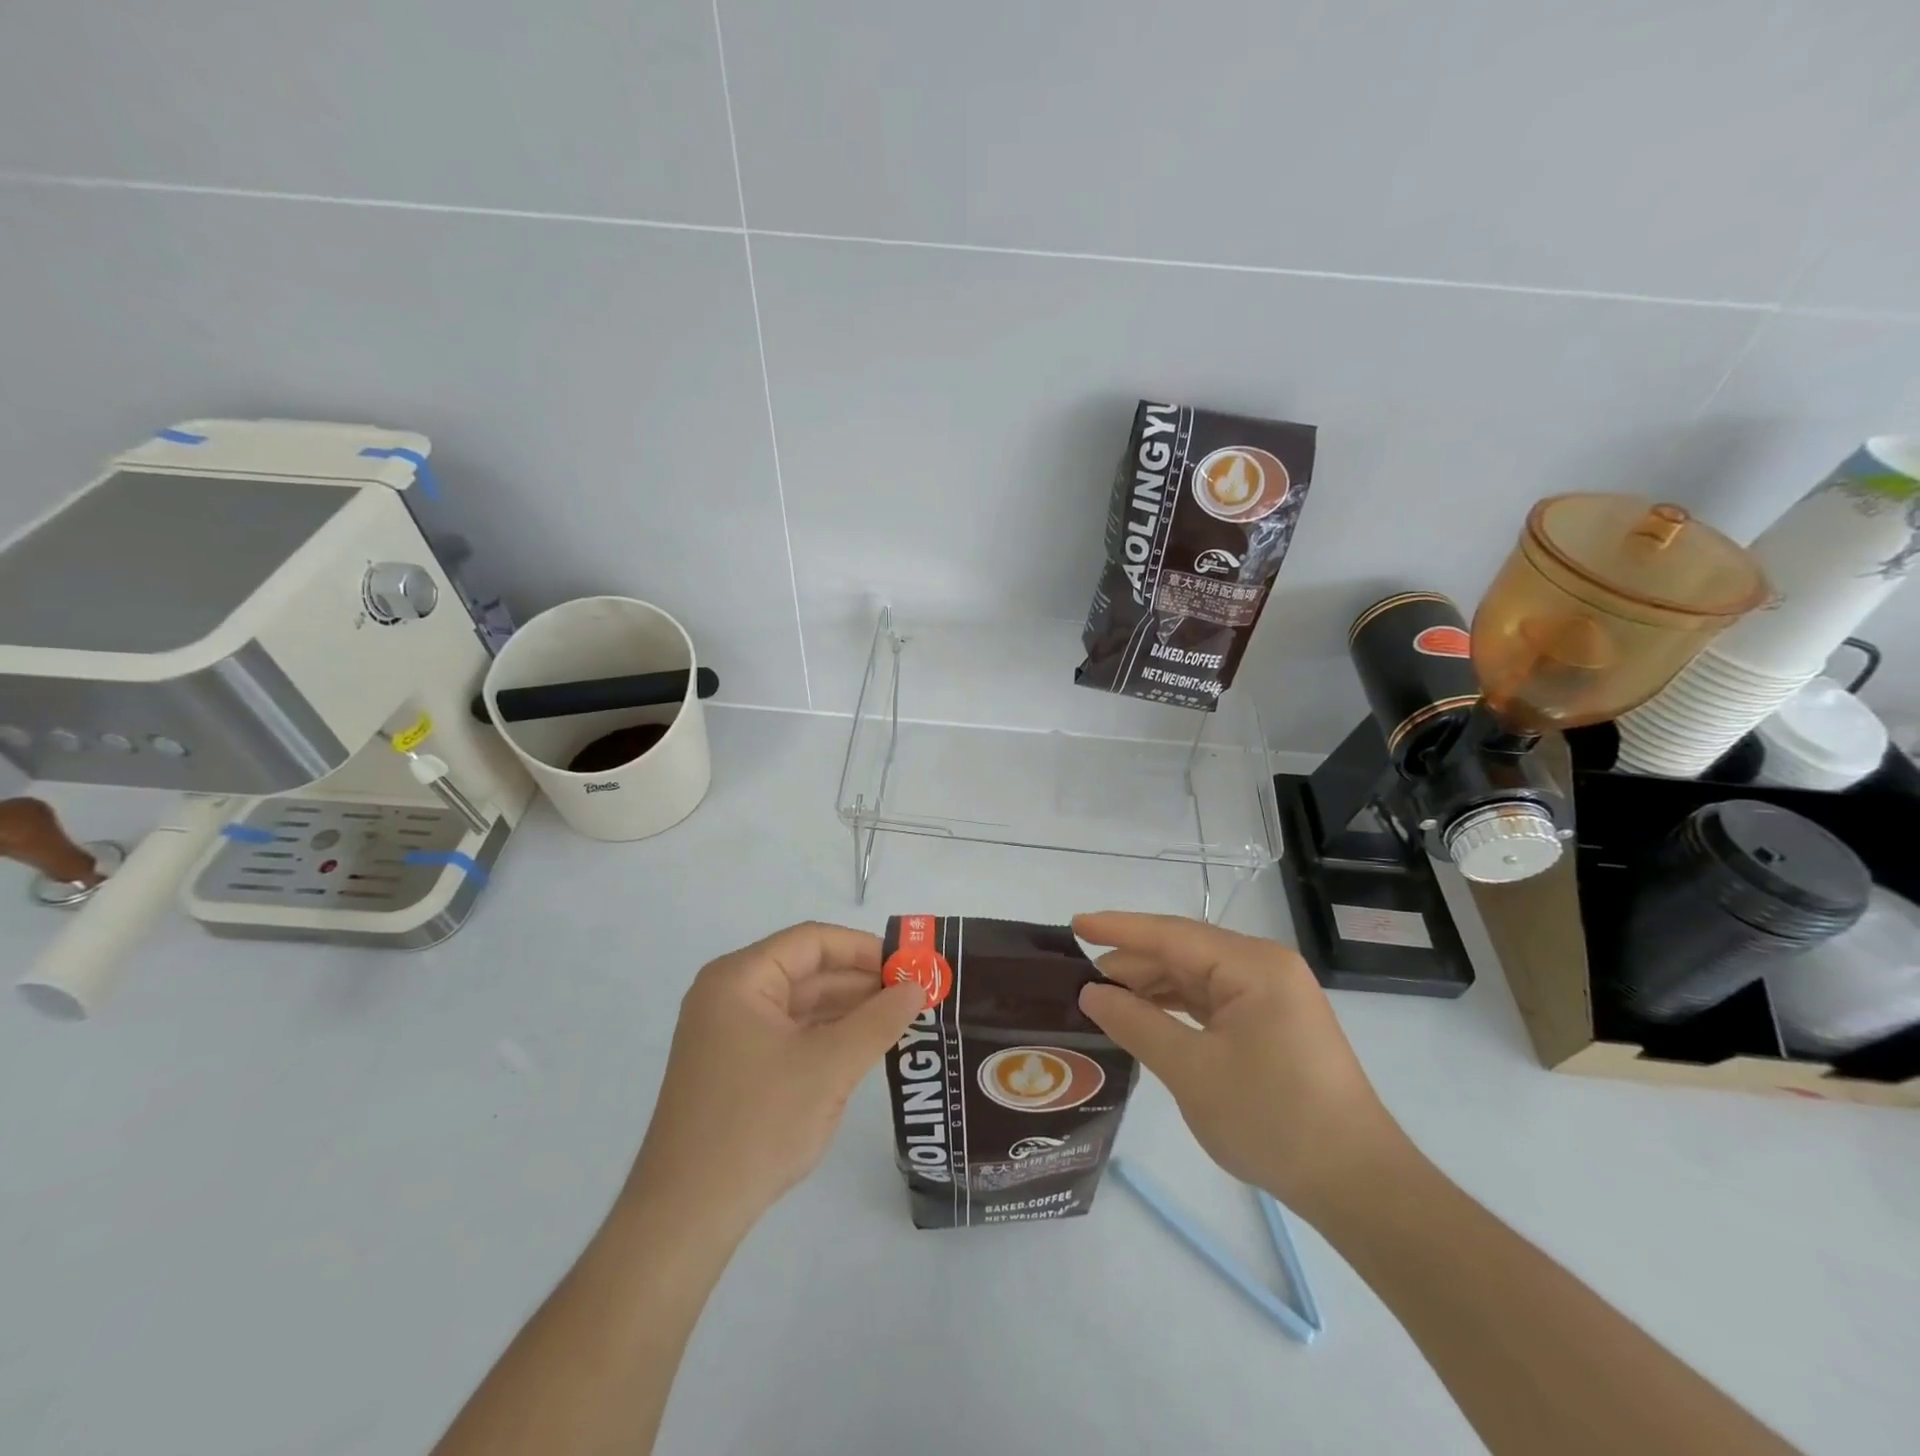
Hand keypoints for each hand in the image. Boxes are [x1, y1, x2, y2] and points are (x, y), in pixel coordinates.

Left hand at [624, 922, 925, 1234]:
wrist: (685, 1216)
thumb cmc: (758, 1125)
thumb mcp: (830, 1067)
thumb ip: (879, 1020)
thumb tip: (918, 986)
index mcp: (739, 979)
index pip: (812, 942)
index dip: (864, 948)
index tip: (909, 965)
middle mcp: (729, 995)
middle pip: (806, 971)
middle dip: (860, 981)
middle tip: (914, 994)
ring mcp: (728, 1034)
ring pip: (800, 1005)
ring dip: (847, 1010)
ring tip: (899, 1019)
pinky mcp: (734, 1067)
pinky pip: (789, 1035)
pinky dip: (826, 1036)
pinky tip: (863, 1047)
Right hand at [1074, 912, 1408, 1223]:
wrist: (1357, 1184)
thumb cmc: (1273, 1119)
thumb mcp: (1193, 1072)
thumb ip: (1137, 1024)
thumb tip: (1091, 992)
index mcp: (1253, 966)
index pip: (1171, 934)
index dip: (1119, 928)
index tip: (1074, 923)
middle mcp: (1264, 968)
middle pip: (1184, 952)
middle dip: (1132, 962)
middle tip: (1080, 977)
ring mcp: (1271, 996)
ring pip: (1196, 977)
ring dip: (1151, 986)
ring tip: (1103, 996)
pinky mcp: (1272, 1023)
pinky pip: (1212, 1000)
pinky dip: (1176, 1006)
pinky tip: (1145, 1016)